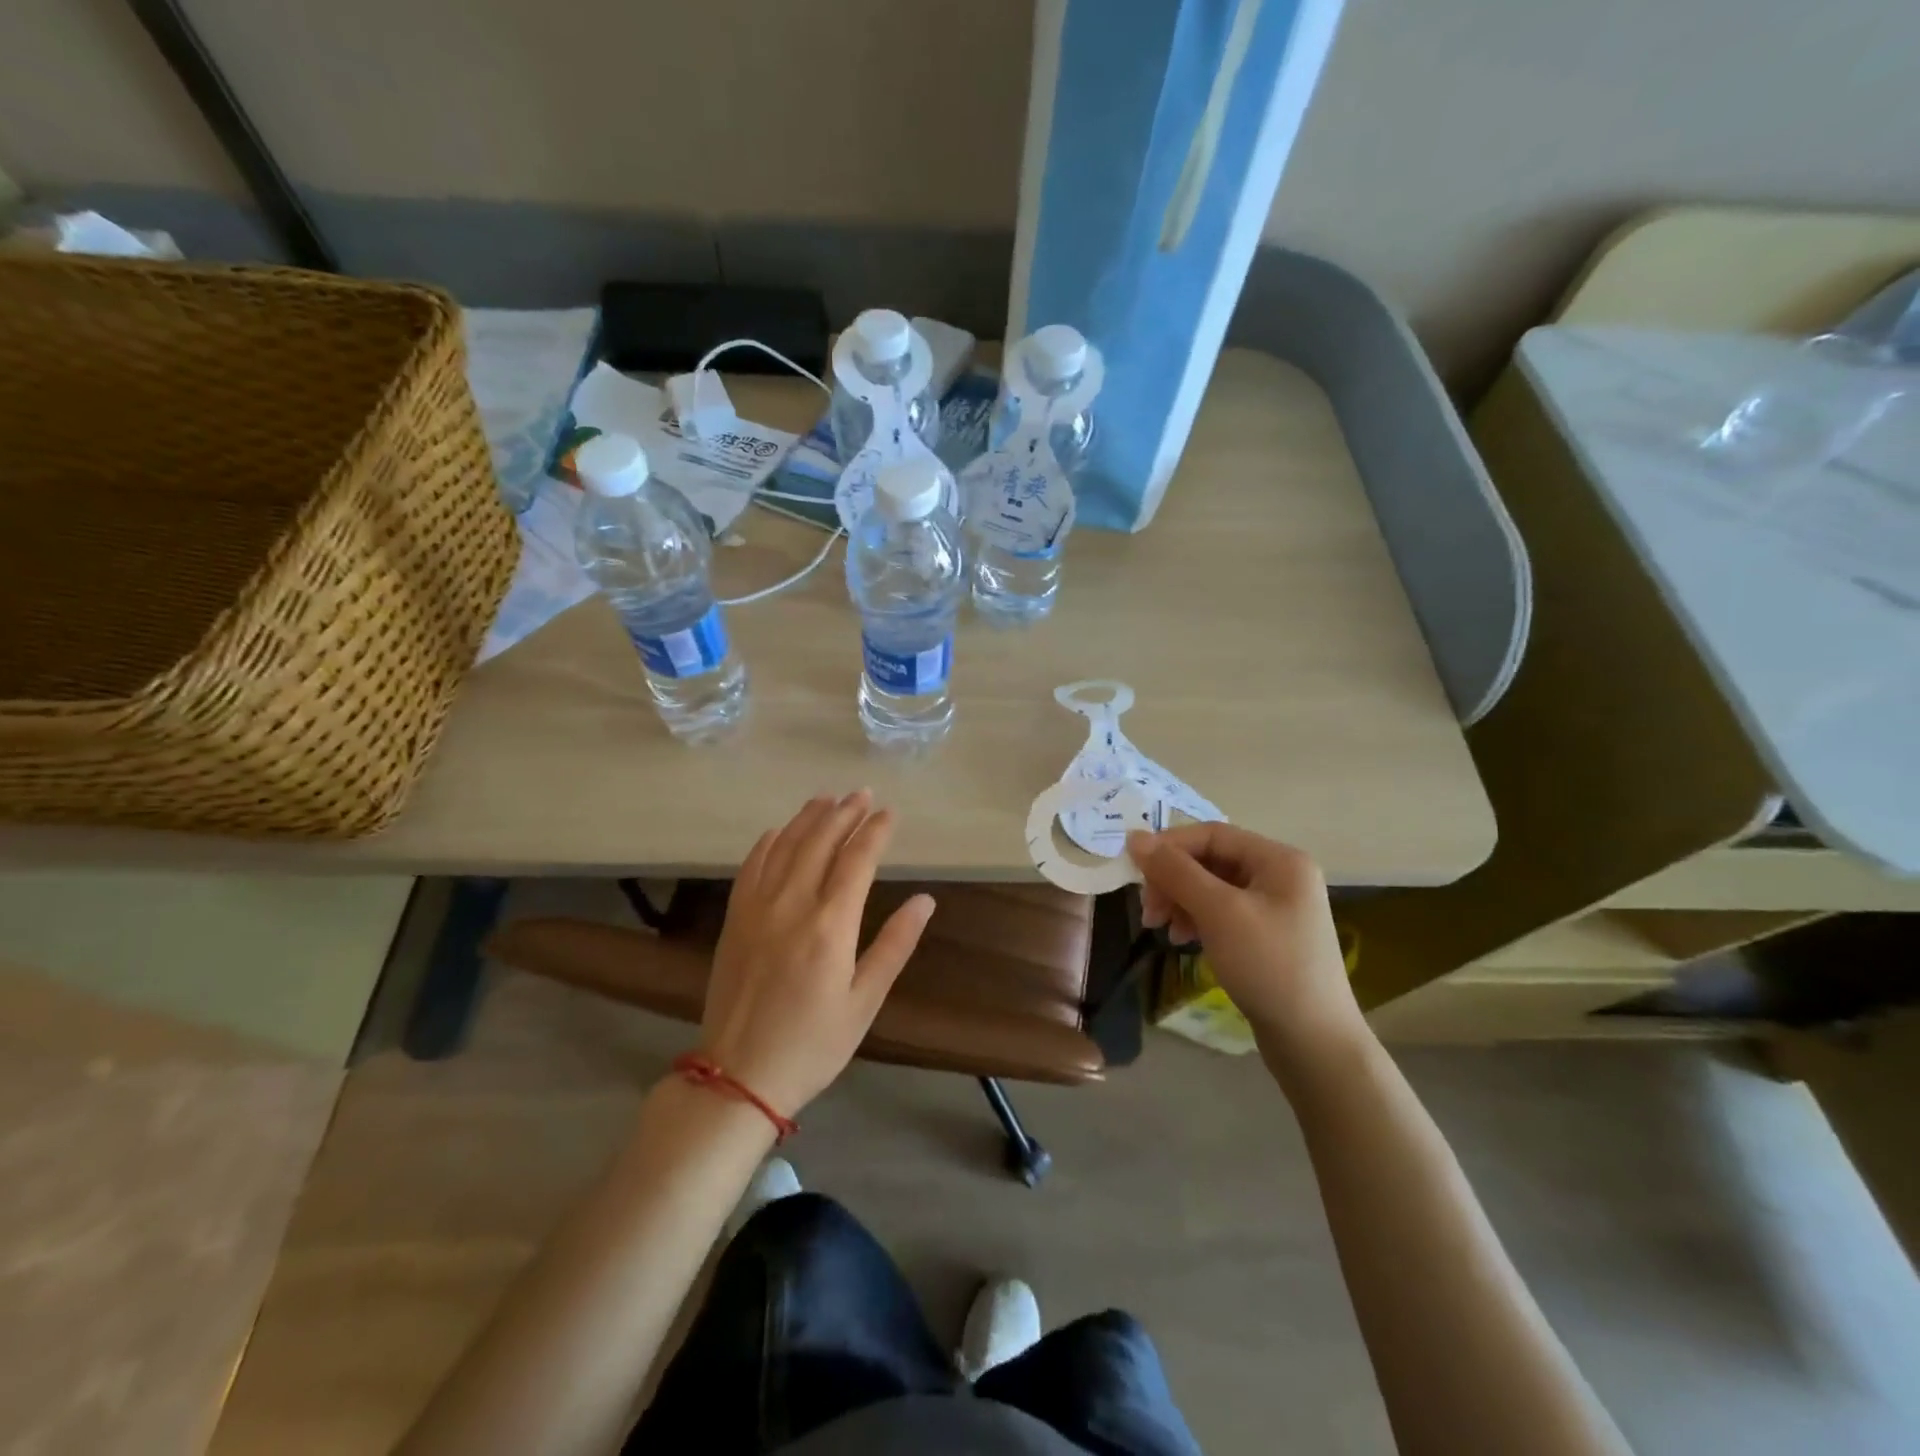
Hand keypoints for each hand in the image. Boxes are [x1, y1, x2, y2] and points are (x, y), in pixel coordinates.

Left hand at [700, 791, 934, 1117]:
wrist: (738, 1075)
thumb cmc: (813, 1045)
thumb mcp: (865, 1002)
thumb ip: (894, 946)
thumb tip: (925, 901)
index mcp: (830, 926)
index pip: (857, 860)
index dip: (875, 832)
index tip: (890, 813)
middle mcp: (792, 905)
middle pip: (820, 842)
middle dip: (844, 813)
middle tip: (862, 794)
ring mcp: (757, 909)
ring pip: (785, 846)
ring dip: (808, 818)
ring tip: (828, 798)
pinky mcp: (734, 919)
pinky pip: (751, 866)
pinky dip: (768, 842)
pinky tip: (779, 831)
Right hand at [1127, 824, 1365, 1071]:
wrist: (1314, 1042)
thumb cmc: (1269, 967)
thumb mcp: (1219, 913)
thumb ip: (1175, 871)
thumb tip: (1134, 836)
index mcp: (1279, 859)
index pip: (1212, 834)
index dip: (1169, 846)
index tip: (1134, 870)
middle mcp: (1280, 875)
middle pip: (1210, 860)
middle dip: (1173, 880)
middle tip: (1148, 911)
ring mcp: (1275, 906)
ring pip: (1211, 887)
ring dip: (1180, 901)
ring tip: (1160, 928)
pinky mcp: (1266, 935)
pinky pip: (1221, 912)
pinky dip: (1196, 919)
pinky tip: (1183, 939)